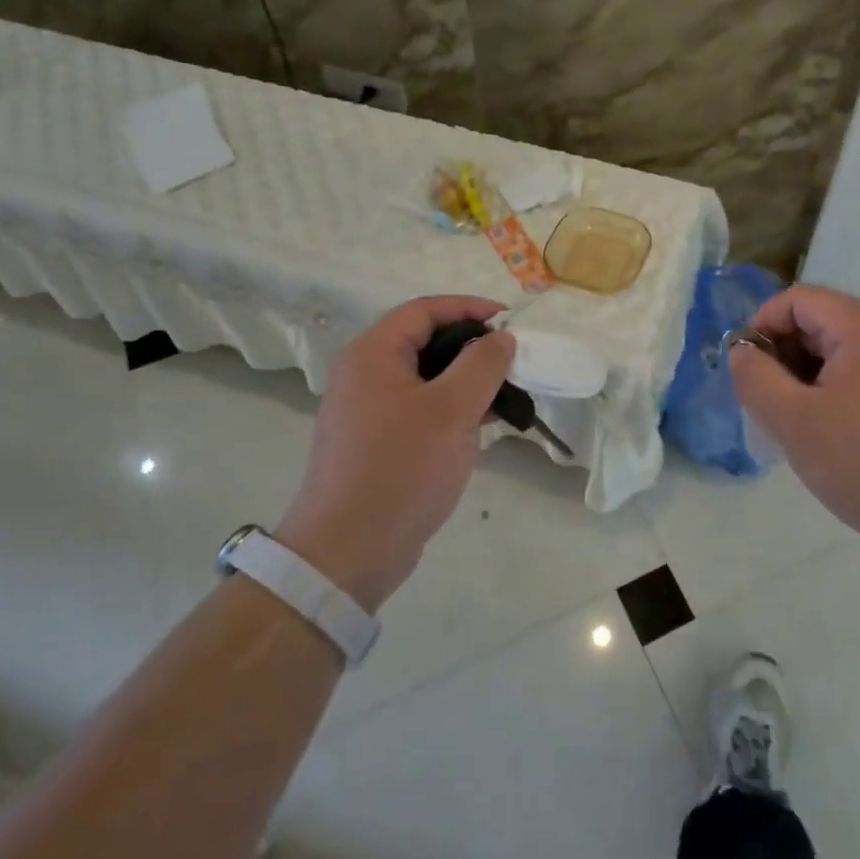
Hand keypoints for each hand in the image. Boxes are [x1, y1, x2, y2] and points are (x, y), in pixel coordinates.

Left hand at [275, 296, 515, 611]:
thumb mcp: (452, 410)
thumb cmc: (401, 468)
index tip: (508, 321)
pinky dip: (451, 410)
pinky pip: (420, 410)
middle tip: (511, 363)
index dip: (468, 307)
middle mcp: (364, 375)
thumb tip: (501, 338)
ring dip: (465, 382)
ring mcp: (368, 412)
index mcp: (372, 355)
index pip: (423, 310)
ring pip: (425, 379)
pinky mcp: (377, 444)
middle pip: (424, 343)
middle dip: (471, 348)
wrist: (349, 551)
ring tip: (504, 398)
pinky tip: (480, 427)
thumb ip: (482, 365)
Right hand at [729, 285, 859, 550]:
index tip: (748, 369)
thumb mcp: (793, 421)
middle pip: (818, 323)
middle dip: (781, 353)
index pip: (799, 299)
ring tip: (790, 423)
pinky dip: (827, 395)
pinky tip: (822, 437)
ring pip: (835, 355)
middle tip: (765, 400)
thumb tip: (741, 352)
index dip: (763, 324)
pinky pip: (856, 380)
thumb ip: (756, 378)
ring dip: (801, 378)